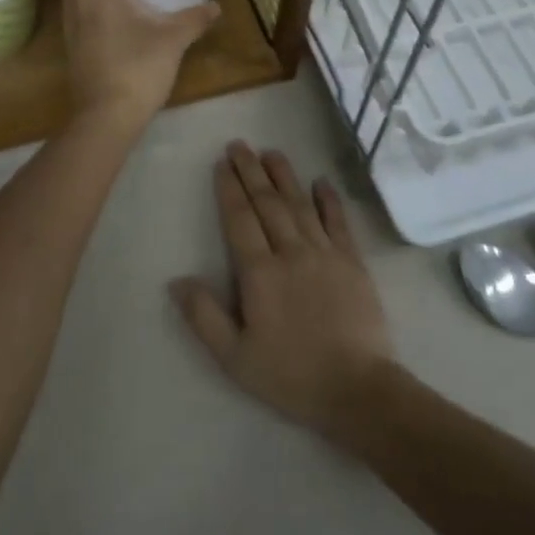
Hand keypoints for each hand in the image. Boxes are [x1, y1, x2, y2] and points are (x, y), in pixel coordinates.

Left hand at [52, 0, 219, 133]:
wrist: (106, 120)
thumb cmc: (135, 69)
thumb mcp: (172, 41)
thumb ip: (194, 19)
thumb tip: (216, 7)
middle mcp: (74, 7)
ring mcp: (71, 31)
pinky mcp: (77, 50)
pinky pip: (80, 14)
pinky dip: (93, 3)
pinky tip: (120, 12)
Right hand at [172, 143, 395, 438]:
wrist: (358, 389)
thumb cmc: (291, 375)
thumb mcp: (235, 358)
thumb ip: (204, 317)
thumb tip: (176, 280)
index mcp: (260, 273)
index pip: (240, 219)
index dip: (230, 189)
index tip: (222, 164)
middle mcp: (291, 252)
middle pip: (268, 203)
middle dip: (251, 171)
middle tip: (239, 145)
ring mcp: (325, 253)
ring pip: (300, 204)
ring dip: (284, 176)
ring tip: (271, 151)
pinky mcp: (353, 262)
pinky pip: (338, 222)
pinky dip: (329, 200)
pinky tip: (321, 181)